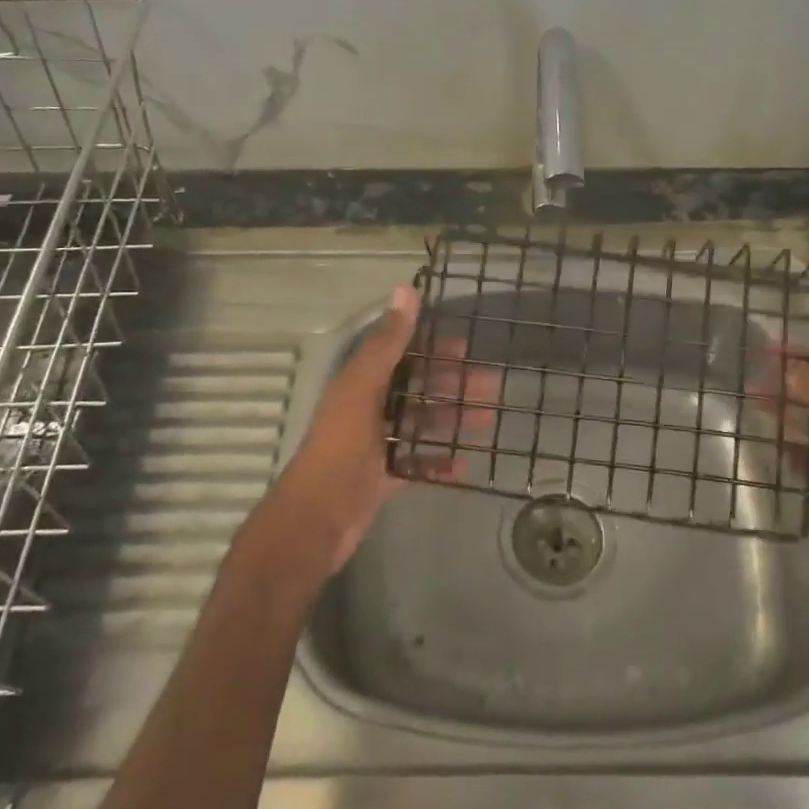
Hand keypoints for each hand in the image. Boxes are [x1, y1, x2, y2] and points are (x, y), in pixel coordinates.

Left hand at [264, 285, 493, 577]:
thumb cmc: (340, 448)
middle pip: (417, 390)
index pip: (401, 355)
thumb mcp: (363, 389)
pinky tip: (465, 466)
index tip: (467, 348)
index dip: (432, 349)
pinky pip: (417, 464)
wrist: (316, 519)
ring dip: (453, 420)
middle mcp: (368, 410)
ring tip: (489, 419)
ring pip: (421, 425)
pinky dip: (439, 463)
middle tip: (492, 386)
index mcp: (361, 385)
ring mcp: (375, 446)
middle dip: (453, 385)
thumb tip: (406, 289)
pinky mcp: (382, 478)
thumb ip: (387, 342)